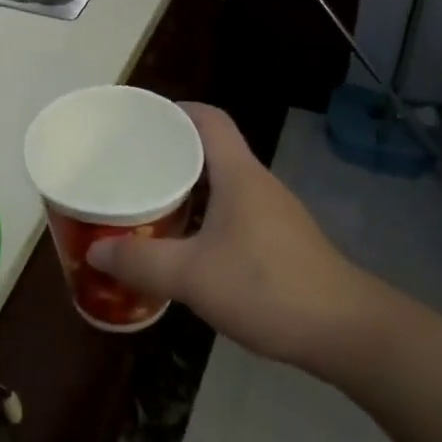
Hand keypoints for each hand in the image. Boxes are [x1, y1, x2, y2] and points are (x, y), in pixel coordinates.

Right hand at [86, 103, 365, 369]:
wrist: (346, 331)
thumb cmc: (267, 287)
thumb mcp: (193, 276)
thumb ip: (142, 263)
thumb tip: (95, 252)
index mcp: (239, 174)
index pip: (209, 119)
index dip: (177, 110)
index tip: (141, 119)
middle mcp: (258, 184)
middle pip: (212, 150)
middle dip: (172, 154)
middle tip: (130, 167)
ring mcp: (274, 214)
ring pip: (223, 186)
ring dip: (189, 189)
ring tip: (149, 204)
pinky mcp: (281, 242)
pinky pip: (234, 214)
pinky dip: (206, 217)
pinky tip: (186, 247)